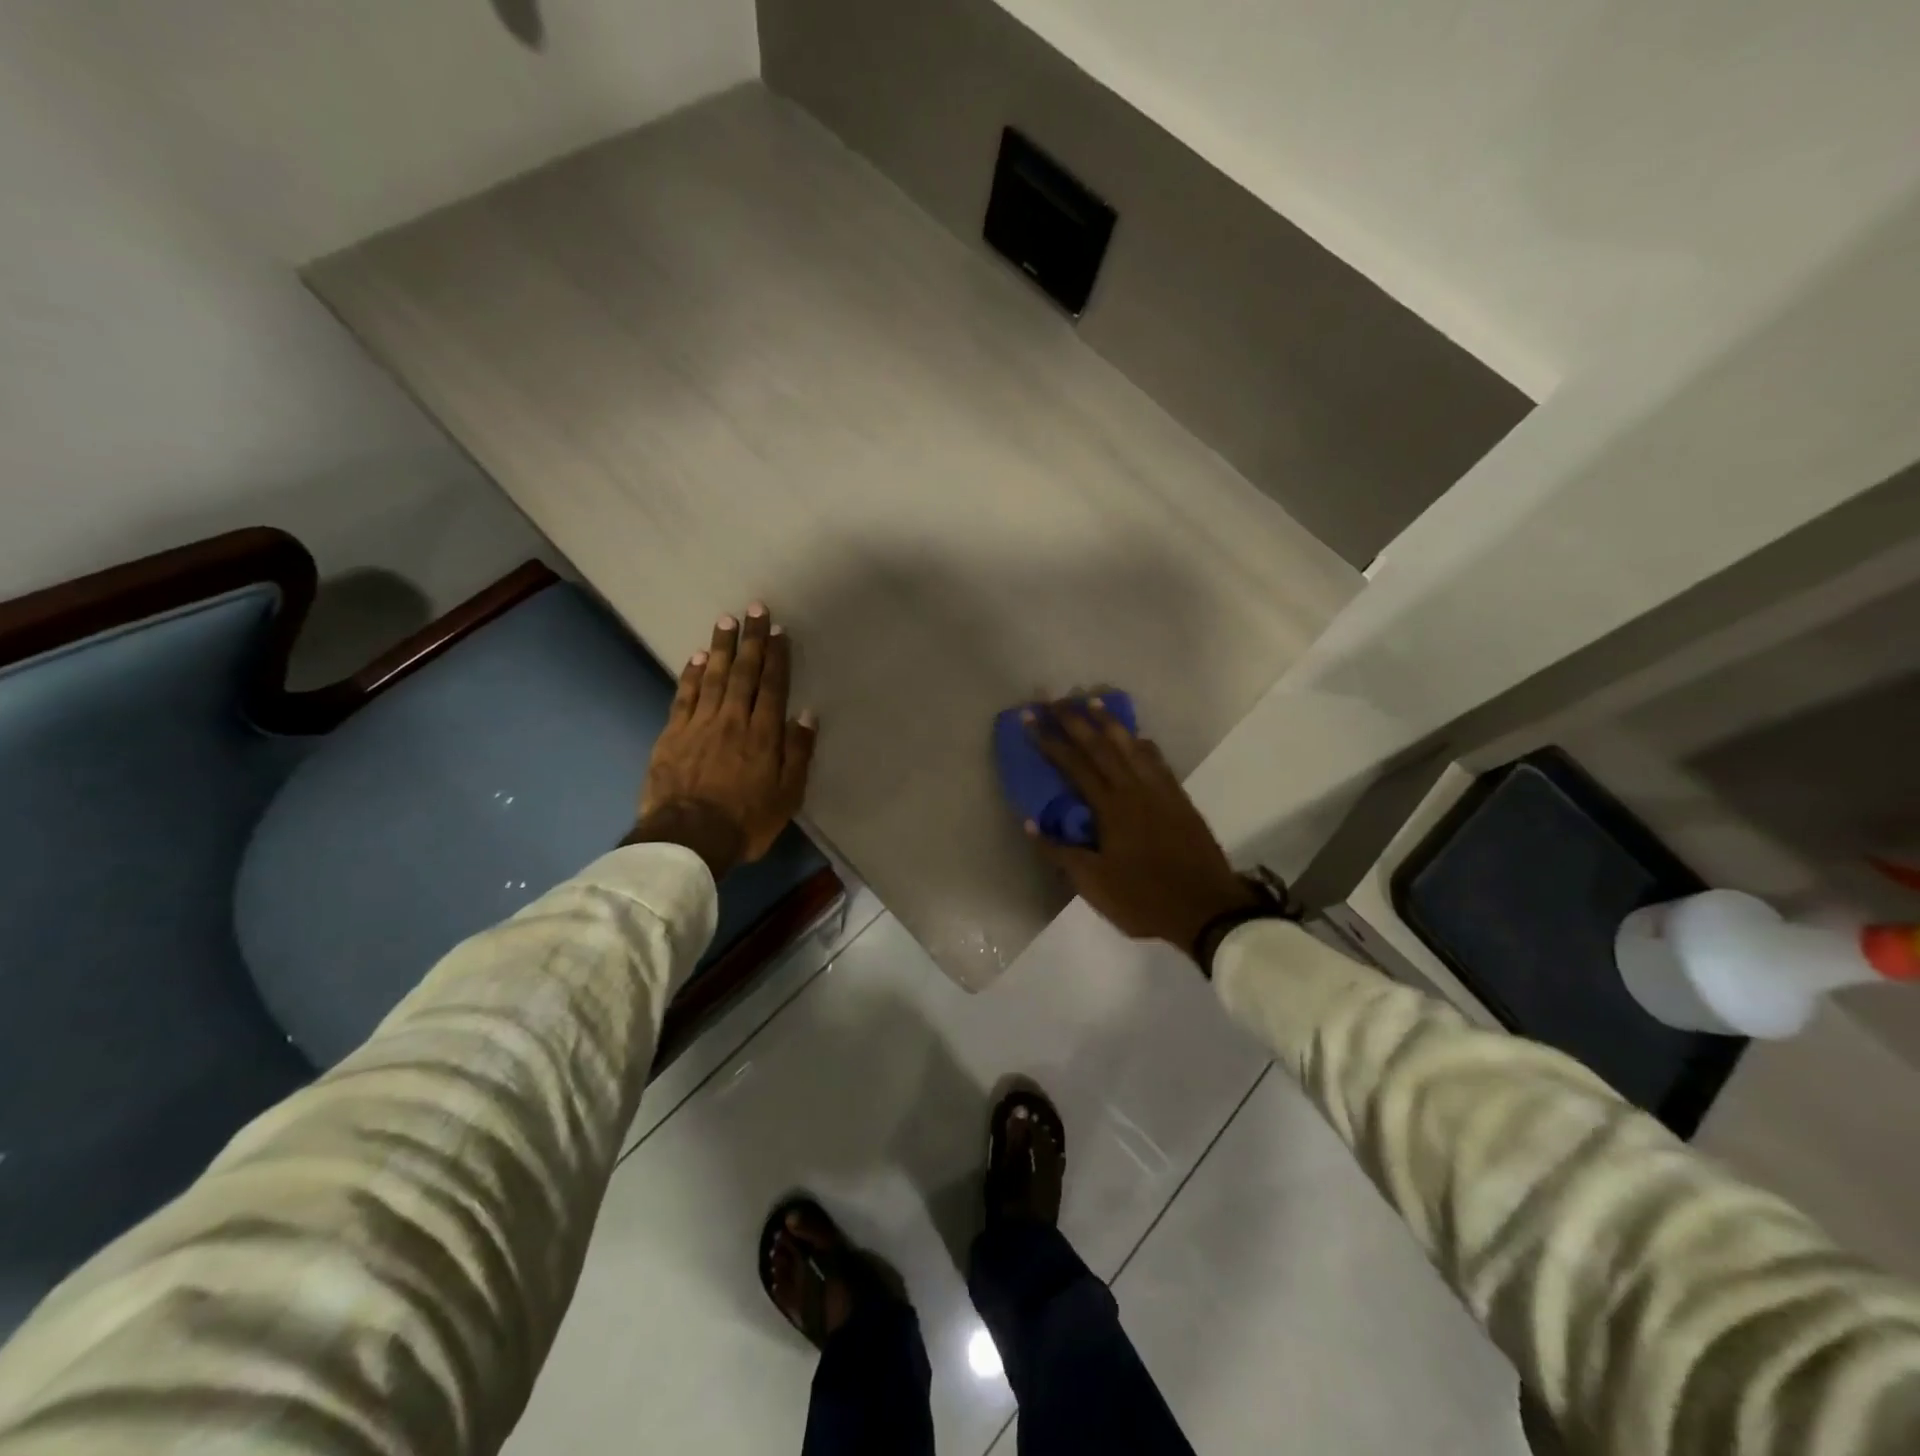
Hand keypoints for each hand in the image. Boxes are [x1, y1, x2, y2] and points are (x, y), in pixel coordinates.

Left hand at [629, 603, 817, 877]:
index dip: (777, 657)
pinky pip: (684, 696)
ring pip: (712, 677)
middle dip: (751, 640)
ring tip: (726, 621)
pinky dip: (690, 674)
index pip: (772, 686)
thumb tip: (806, 714)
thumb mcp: (787, 794)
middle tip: (754, 609)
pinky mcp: (672, 734)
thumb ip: (797, 752)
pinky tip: (695, 657)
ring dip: (721, 648)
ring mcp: (699, 724)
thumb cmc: (746, 820)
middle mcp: (733, 720)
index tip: (778, 630)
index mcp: (763, 734)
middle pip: (744, 673)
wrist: (688, 838)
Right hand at [1023, 699, 1258, 954]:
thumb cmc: (1143, 899)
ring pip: (1132, 746)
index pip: (1073, 765)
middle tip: (1055, 698)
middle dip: (1074, 720)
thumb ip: (1060, 851)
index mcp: (1110, 808)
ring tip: (1092, 701)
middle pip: (1101, 746)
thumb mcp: (1093, 884)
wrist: (1207, 910)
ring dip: (1110, 723)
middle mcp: (1134, 790)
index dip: (1050, 740)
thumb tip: (1030, 823)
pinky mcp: (1180, 800)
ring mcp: (1161, 792)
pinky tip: (1137, 738)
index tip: (1031, 718)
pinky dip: (1142, 745)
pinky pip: (1158, 761)